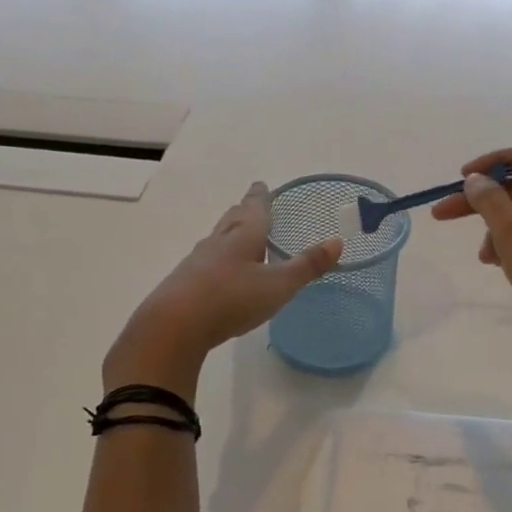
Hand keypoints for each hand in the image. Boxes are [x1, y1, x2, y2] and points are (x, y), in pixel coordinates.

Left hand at [104, 182, 342, 398]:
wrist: (173, 326)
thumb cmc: (231, 299)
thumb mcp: (278, 285)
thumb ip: (308, 266)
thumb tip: (338, 241)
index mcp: (243, 235)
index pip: (254, 208)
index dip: (261, 196)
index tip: (261, 184)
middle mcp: (218, 242)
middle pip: (233, 219)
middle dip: (243, 210)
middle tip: (250, 203)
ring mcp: (197, 261)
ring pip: (217, 239)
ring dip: (229, 233)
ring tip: (237, 234)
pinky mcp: (184, 283)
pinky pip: (205, 262)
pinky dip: (216, 258)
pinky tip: (218, 271)